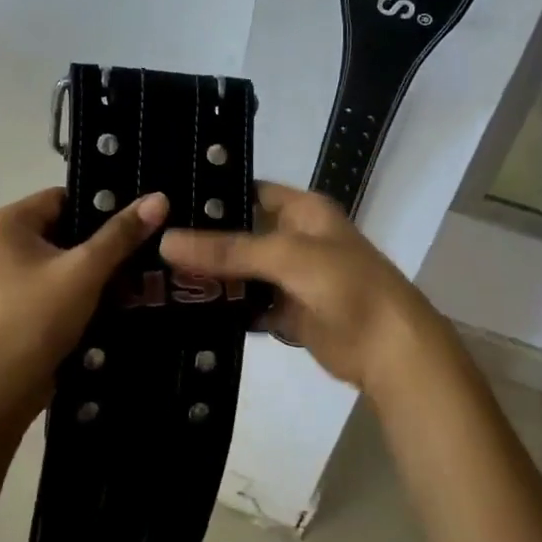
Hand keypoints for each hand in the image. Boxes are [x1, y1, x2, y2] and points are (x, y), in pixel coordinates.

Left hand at [0, 187, 168, 409]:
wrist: (3, 390)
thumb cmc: (38, 319)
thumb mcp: (86, 271)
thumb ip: (122, 233)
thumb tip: (159, 197)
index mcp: (3, 222)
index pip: (63, 198)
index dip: (101, 209)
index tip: (136, 225)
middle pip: (62, 227)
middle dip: (99, 242)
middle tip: (140, 251)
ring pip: (58, 256)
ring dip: (90, 267)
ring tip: (131, 275)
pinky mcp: (8, 301)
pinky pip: (49, 280)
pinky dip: (75, 286)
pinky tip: (107, 299)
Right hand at [158, 182, 450, 399]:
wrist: (390, 350)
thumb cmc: (346, 286)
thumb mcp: (286, 256)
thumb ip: (228, 250)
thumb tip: (167, 241)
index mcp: (303, 211)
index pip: (250, 192)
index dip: (214, 196)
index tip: (167, 201)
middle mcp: (296, 238)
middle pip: (242, 234)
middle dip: (204, 241)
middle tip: (150, 243)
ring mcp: (292, 278)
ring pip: (243, 273)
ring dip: (212, 278)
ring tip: (157, 277)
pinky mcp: (289, 313)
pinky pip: (250, 306)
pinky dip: (227, 310)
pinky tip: (188, 311)